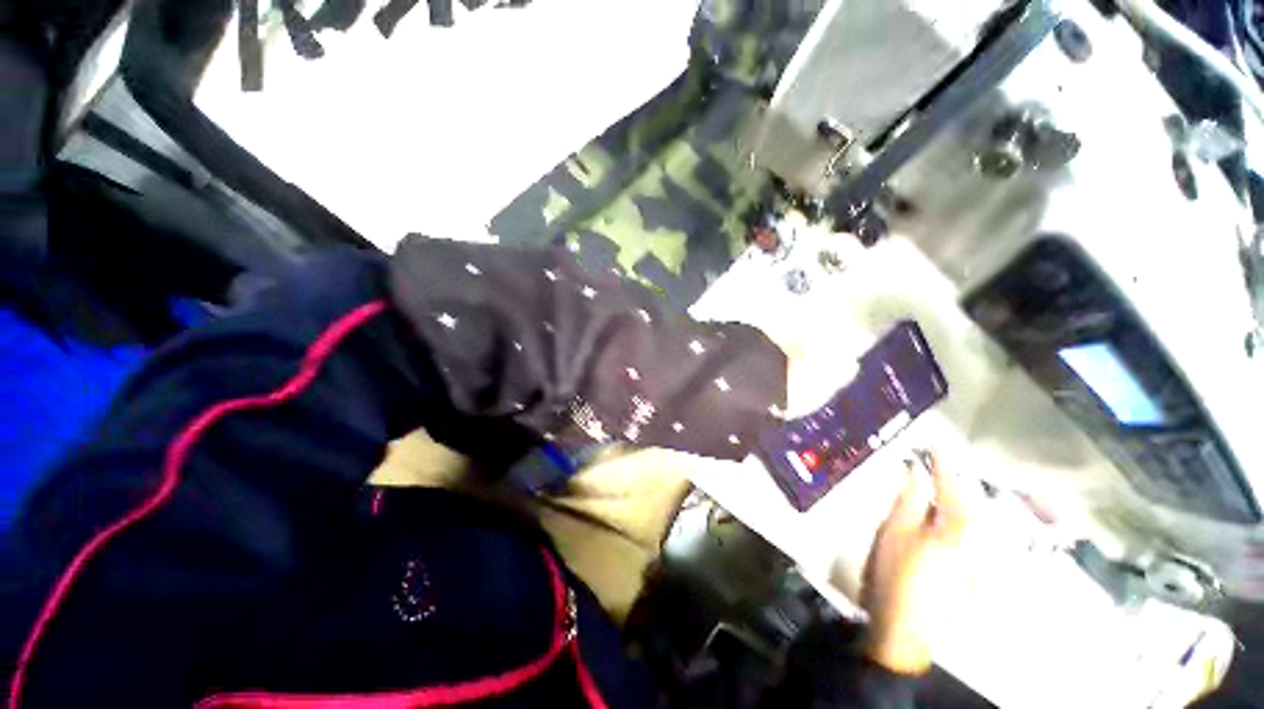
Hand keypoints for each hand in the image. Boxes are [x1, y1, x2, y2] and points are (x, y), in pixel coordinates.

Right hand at [860, 451, 969, 674]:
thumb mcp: (895, 529)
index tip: (934, 439)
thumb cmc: (896, 572)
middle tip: (931, 461)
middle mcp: (980, 538)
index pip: (951, 482)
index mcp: (960, 525)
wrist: (907, 628)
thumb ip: (908, 497)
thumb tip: (915, 470)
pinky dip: (956, 518)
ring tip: (934, 483)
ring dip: (953, 497)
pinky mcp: (975, 571)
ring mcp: (981, 557)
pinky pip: (969, 534)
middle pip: (967, 499)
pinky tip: (940, 516)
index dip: (941, 459)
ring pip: (970, 516)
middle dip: (950, 478)